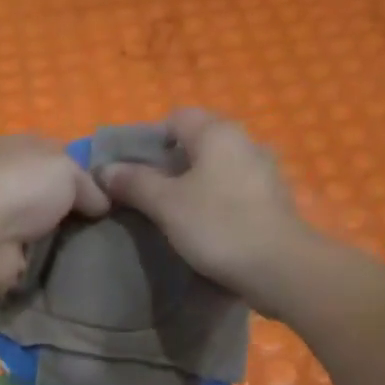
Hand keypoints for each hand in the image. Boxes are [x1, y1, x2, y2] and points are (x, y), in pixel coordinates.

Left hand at [0, 135, 110, 293]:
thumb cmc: (22, 188)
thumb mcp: (68, 171)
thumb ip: (91, 186)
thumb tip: (102, 206)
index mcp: (21, 148)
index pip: (59, 156)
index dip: (85, 173)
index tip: (112, 194)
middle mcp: (10, 180)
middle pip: (54, 195)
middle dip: (79, 211)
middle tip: (112, 227)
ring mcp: (4, 219)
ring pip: (47, 228)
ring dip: (67, 239)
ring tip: (101, 249)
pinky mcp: (3, 253)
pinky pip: (38, 257)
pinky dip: (53, 263)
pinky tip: (78, 267)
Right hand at [99, 109, 313, 310]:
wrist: (279, 267)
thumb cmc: (218, 225)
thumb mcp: (166, 204)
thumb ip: (134, 182)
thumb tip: (105, 170)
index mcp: (218, 132)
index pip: (177, 117)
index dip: (150, 139)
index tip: (133, 169)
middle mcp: (245, 141)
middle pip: (198, 141)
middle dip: (170, 162)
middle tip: (147, 192)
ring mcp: (264, 170)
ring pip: (218, 166)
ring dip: (194, 182)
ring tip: (173, 212)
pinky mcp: (273, 200)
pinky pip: (234, 188)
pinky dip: (216, 199)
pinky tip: (205, 225)